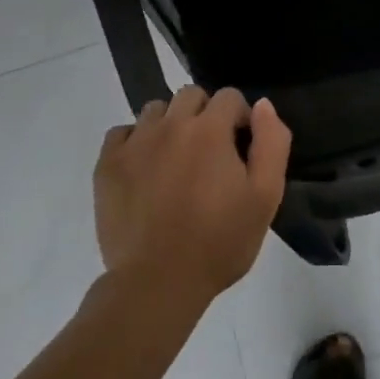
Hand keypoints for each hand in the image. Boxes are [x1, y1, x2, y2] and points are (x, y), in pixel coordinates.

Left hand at [94, 86, 290, 309]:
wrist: (158, 283)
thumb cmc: (219, 242)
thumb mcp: (265, 196)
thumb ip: (272, 143)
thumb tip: (262, 105)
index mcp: (210, 129)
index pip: (229, 96)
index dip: (240, 117)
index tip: (240, 147)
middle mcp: (171, 124)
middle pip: (190, 95)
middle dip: (204, 114)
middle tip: (208, 153)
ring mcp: (135, 142)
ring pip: (155, 110)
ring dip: (169, 124)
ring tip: (175, 160)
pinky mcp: (107, 164)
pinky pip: (121, 133)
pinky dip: (135, 142)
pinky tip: (143, 169)